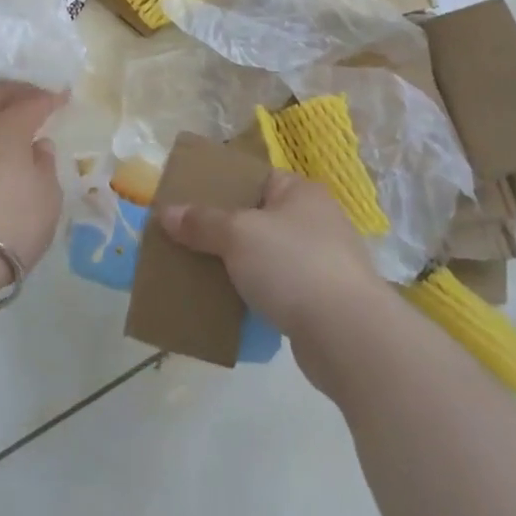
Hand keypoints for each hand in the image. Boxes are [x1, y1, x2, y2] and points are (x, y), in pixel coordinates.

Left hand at [0, 81, 67, 274]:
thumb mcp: (45, 201)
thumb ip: (44, 168)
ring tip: (2, 122)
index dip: (49, 99)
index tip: (62, 97)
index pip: (32, 102)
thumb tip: (37, 147)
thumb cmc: (7, 225)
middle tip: (31, 96)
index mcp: (7, 127)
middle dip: (16, 91)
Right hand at [159, 171, 380, 340]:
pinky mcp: (322, 303)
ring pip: (266, 257)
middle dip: (223, 231)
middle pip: (258, 219)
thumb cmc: (293, 265)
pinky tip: (229, 306)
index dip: (221, 187)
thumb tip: (167, 213)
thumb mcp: (238, 235)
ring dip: (238, 267)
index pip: (255, 179)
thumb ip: (202, 222)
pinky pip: (277, 290)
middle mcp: (316, 221)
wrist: (348, 337)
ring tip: (200, 274)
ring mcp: (323, 263)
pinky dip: (254, 296)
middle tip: (187, 239)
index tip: (189, 200)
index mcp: (300, 193)